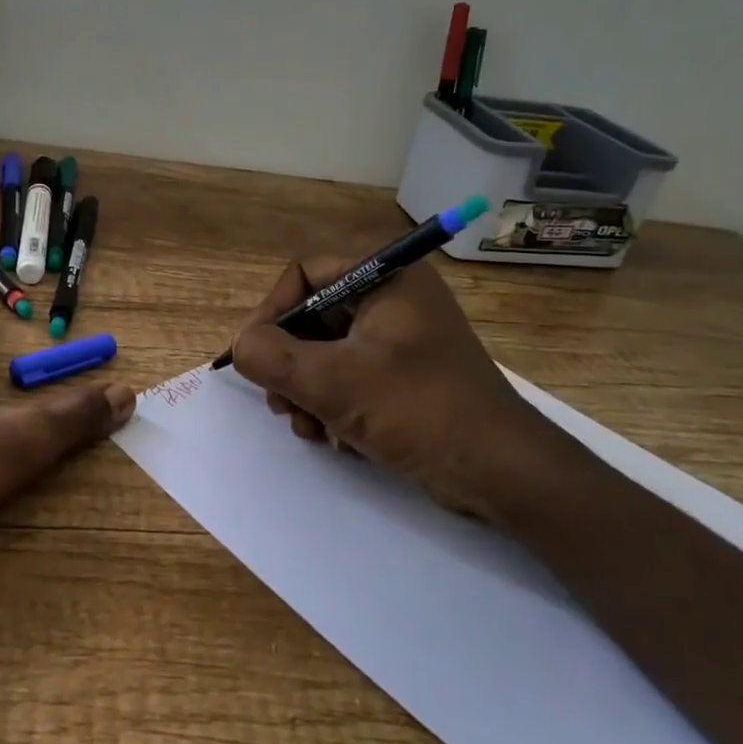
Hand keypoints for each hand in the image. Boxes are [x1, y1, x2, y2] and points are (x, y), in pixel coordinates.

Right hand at [227, 257, 582, 524]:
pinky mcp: (406, 373)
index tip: (255, 356)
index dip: (273, 311)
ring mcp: (402, 336)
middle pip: (313, 315)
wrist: (502, 471)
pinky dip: (333, 403)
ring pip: (327, 350)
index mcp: (387, 276)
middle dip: (289, 363)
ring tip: (309, 428)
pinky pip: (350, 374)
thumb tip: (240, 346)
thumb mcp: (333, 383)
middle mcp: (394, 296)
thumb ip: (272, 357)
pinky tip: (335, 438)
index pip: (305, 272)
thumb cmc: (418, 411)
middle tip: (281, 403)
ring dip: (307, 390)